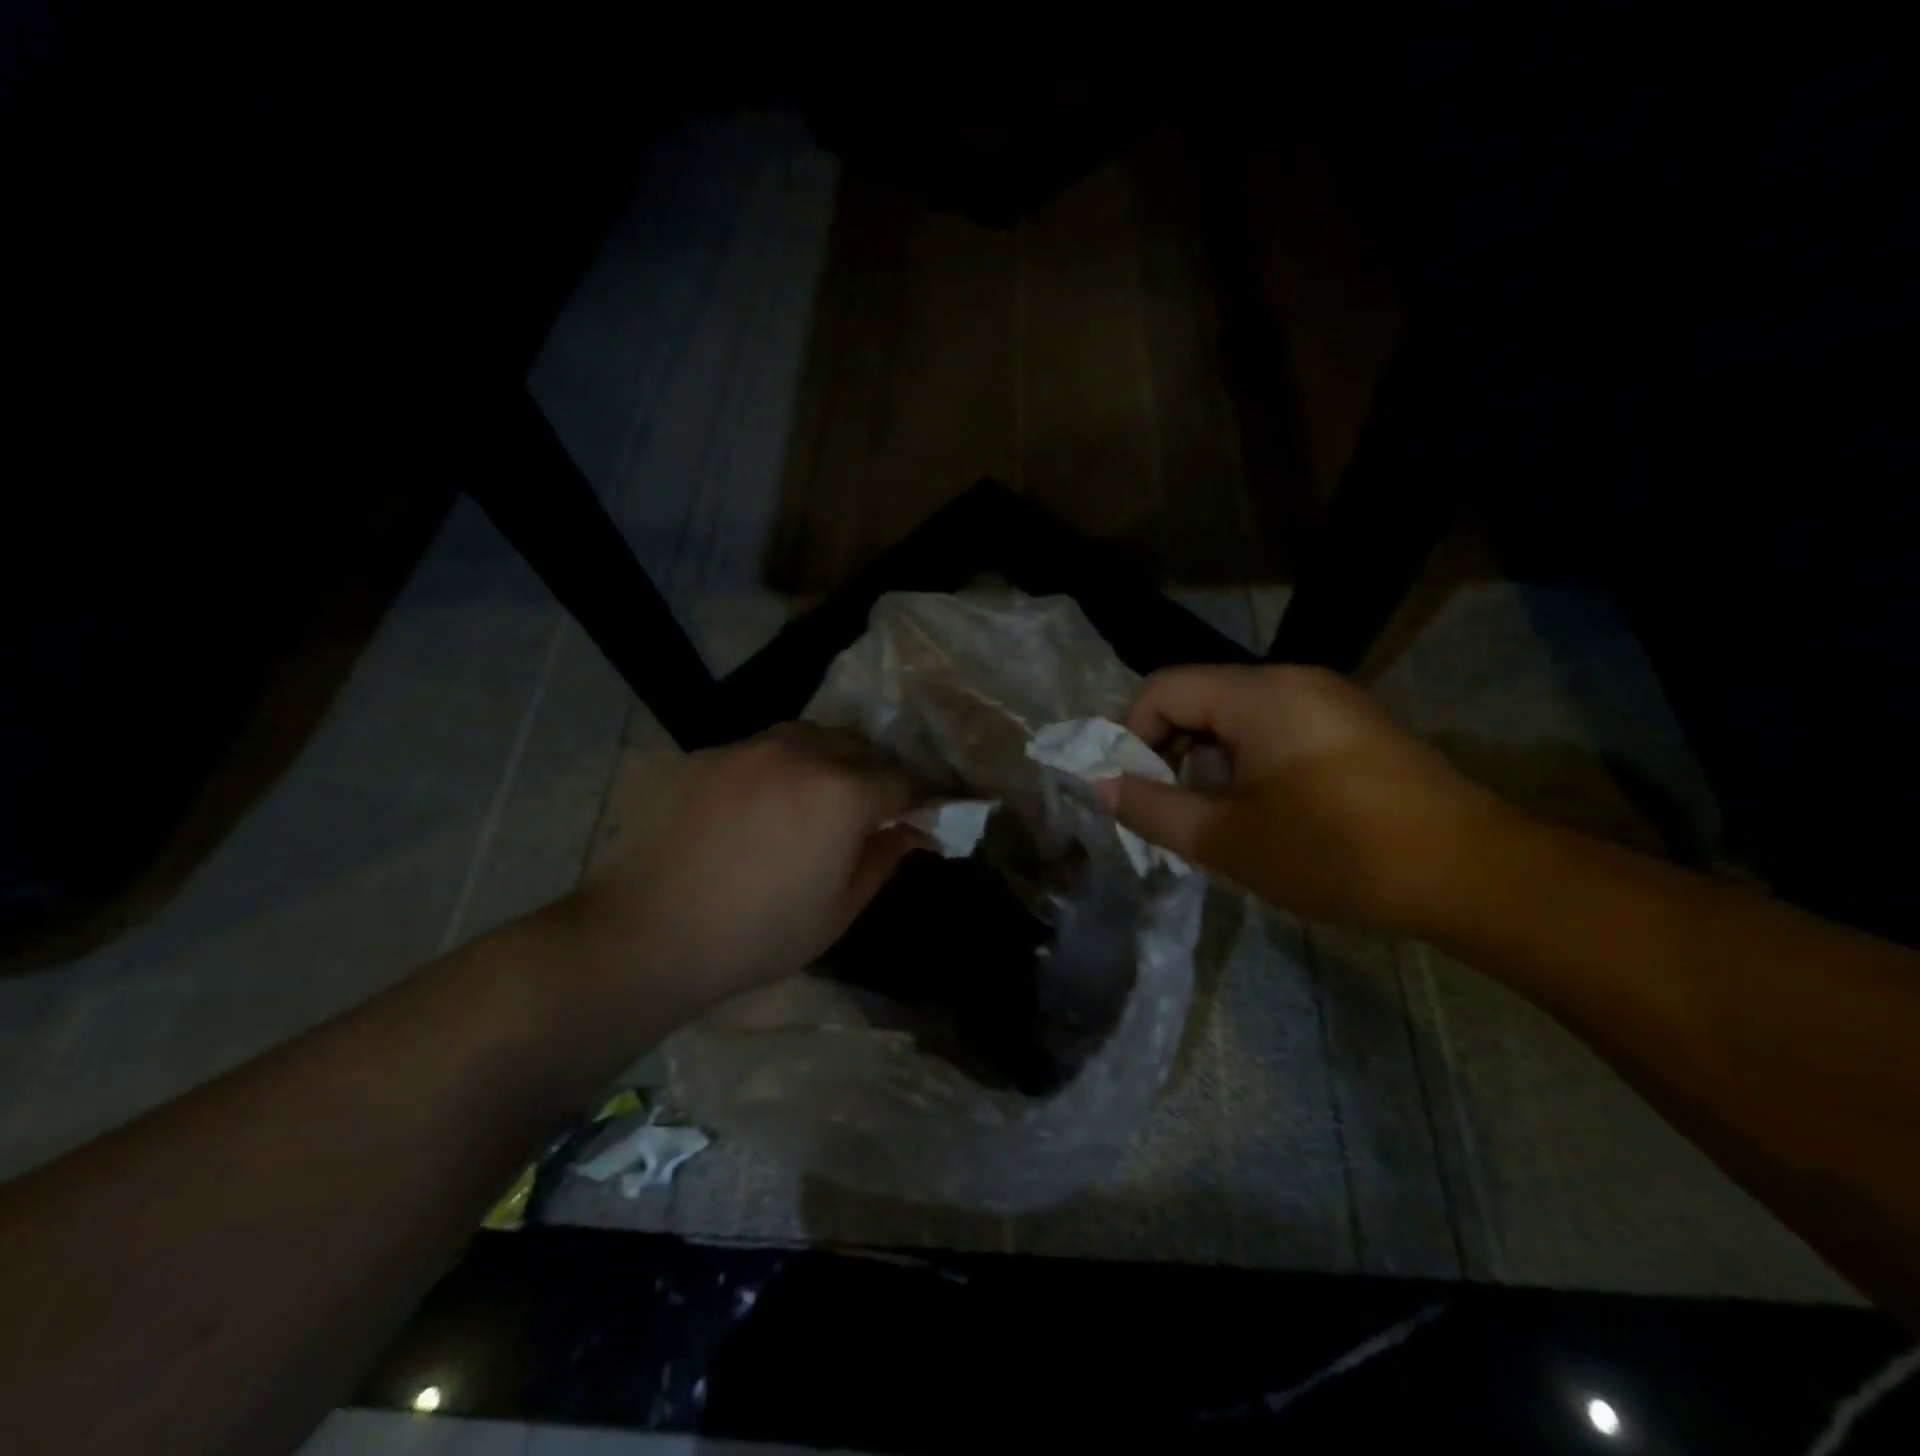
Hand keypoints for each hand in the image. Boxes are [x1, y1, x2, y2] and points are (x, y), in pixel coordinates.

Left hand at [562, 724, 926, 1018]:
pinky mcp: (705, 755)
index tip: (928, 813)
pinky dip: (778, 768)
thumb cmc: (756, 935)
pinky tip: (759, 805)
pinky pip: (759, 749)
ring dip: (828, 760)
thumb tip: (915, 831)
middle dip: (875, 774)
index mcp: (842, 793)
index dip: (922, 797)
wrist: (645, 933)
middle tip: (872, 810)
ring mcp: (748, 748)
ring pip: (809, 737)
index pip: (903, 780)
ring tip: (817, 797)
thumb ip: (884, 859)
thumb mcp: (838, 910)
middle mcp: (801, 753)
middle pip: (859, 747)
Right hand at [1102, 665, 1519, 934]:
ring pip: (1236, 723)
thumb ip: (1152, 808)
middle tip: (1187, 820)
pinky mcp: (1351, 728)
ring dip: (1215, 771)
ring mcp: (1327, 701)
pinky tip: (1273, 821)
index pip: (1162, 688)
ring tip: (1234, 830)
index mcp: (1258, 694)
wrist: (1471, 873)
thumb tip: (1100, 784)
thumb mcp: (1226, 840)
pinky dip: (1253, 770)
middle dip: (1176, 760)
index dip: (1133, 737)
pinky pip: (1275, 734)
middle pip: (1199, 703)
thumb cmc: (1335, 851)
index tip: (1138, 793)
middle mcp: (1291, 681)